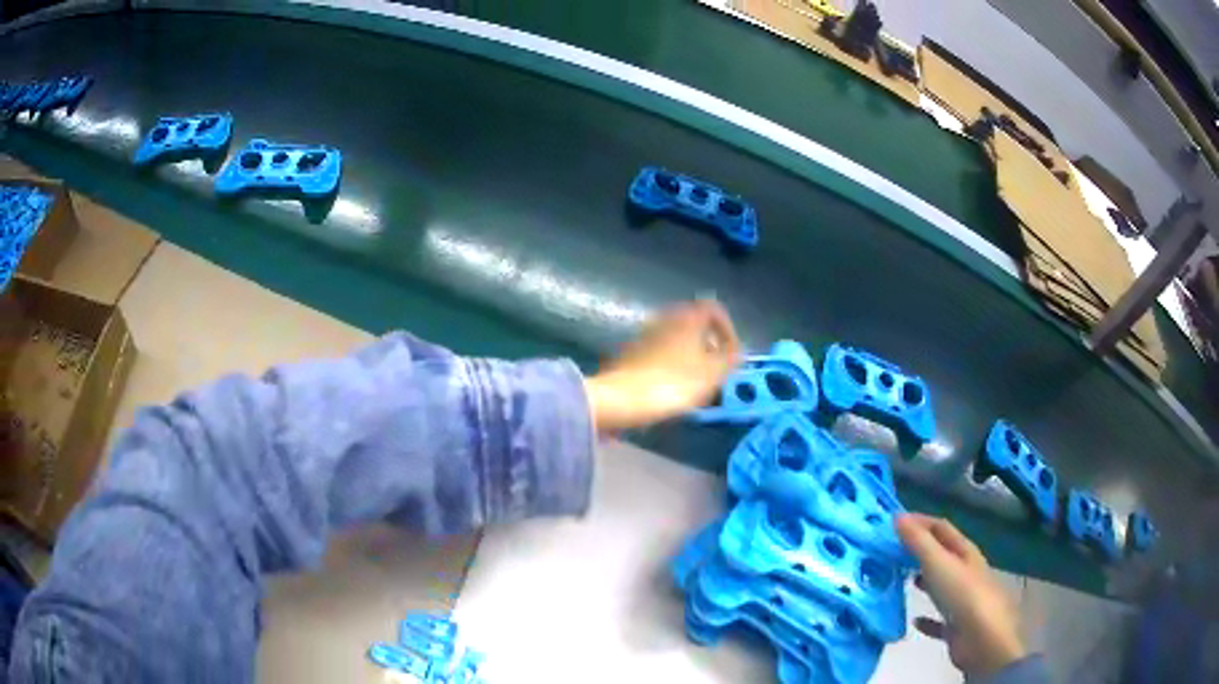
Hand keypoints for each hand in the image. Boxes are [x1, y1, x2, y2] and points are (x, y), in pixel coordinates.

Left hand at [584, 300, 740, 433]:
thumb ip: (731, 358)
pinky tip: (673, 388)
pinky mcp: (632, 352)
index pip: (715, 309)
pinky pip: (661, 353)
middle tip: (716, 370)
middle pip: (695, 324)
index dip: (728, 330)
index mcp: (688, 316)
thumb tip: (738, 350)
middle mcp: (666, 318)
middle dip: (710, 345)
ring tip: (697, 384)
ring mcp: (646, 334)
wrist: (621, 399)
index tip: (732, 353)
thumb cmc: (673, 383)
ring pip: (677, 339)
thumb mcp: (713, 374)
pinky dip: (672, 364)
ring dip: (691, 356)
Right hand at [896, 514, 1026, 678]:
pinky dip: (926, 618)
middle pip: (943, 555)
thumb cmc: (963, 594)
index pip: (942, 528)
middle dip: (921, 550)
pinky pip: (938, 619)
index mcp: (964, 552)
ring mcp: (963, 600)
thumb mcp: (938, 563)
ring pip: (941, 585)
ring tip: (902, 580)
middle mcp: (966, 572)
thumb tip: (898, 516)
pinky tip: (914, 620)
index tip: (895, 522)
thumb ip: (918, 542)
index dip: (921, 522)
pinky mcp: (956, 626)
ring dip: (924, 580)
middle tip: (893, 550)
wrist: (982, 638)